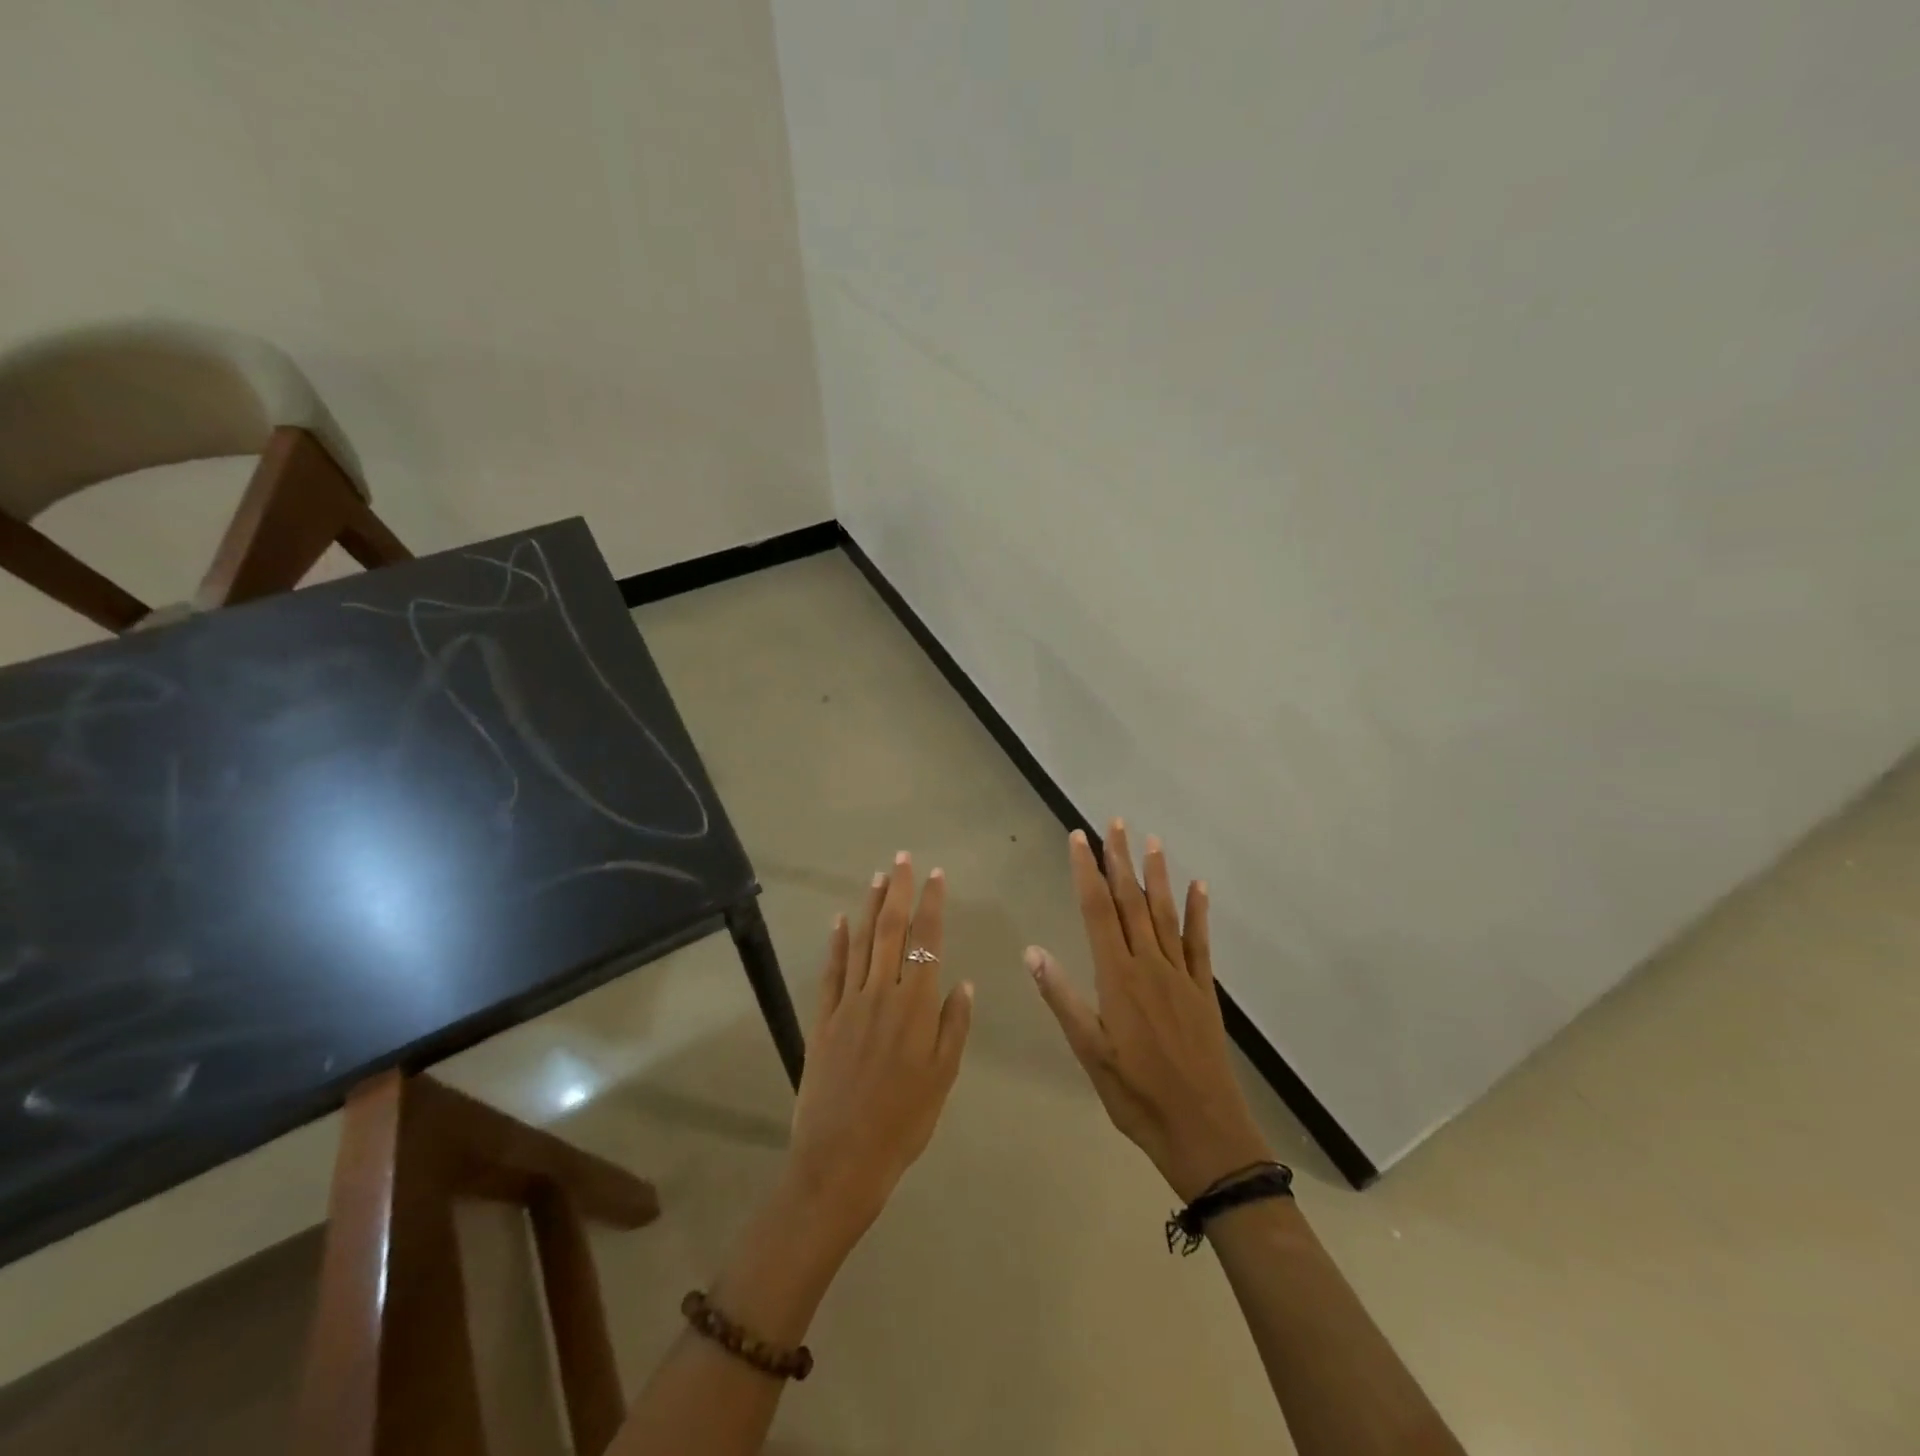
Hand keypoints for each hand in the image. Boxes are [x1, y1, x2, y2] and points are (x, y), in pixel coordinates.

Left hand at [784, 852, 973, 1247]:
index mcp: (916, 1006)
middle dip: (898, 891)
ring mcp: (848, 1004)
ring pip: (860, 943)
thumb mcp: (943, 1078)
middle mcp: (882, 994)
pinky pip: (831, 972)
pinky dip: (836, 944)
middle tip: (902, 859)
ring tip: (877, 877)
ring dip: (869, 907)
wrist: (842, 1159)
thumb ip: (953, 1026)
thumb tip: (962, 982)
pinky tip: (839, 921)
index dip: (932, 905)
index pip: (926, 941)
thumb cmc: (903, 1122)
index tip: (936, 875)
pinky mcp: (822, 1019)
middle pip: (890, 931)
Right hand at [1028, 823, 1271, 1201]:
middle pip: (1131, 902)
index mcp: (1118, 977)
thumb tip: (1032, 950)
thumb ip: (1063, 998)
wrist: (1204, 1132)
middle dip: (1119, 860)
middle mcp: (1150, 965)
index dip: (1087, 871)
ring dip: (1156, 875)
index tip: (1079, 838)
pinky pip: (1200, 942)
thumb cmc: (1136, 1095)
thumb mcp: (1089, 1052)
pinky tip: (1199, 887)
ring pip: (1165, 913)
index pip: (1097, 911)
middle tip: (1113, 823)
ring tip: (1150, 841)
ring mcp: (1180, 975)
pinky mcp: (1204, 990)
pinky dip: (1199, 912)